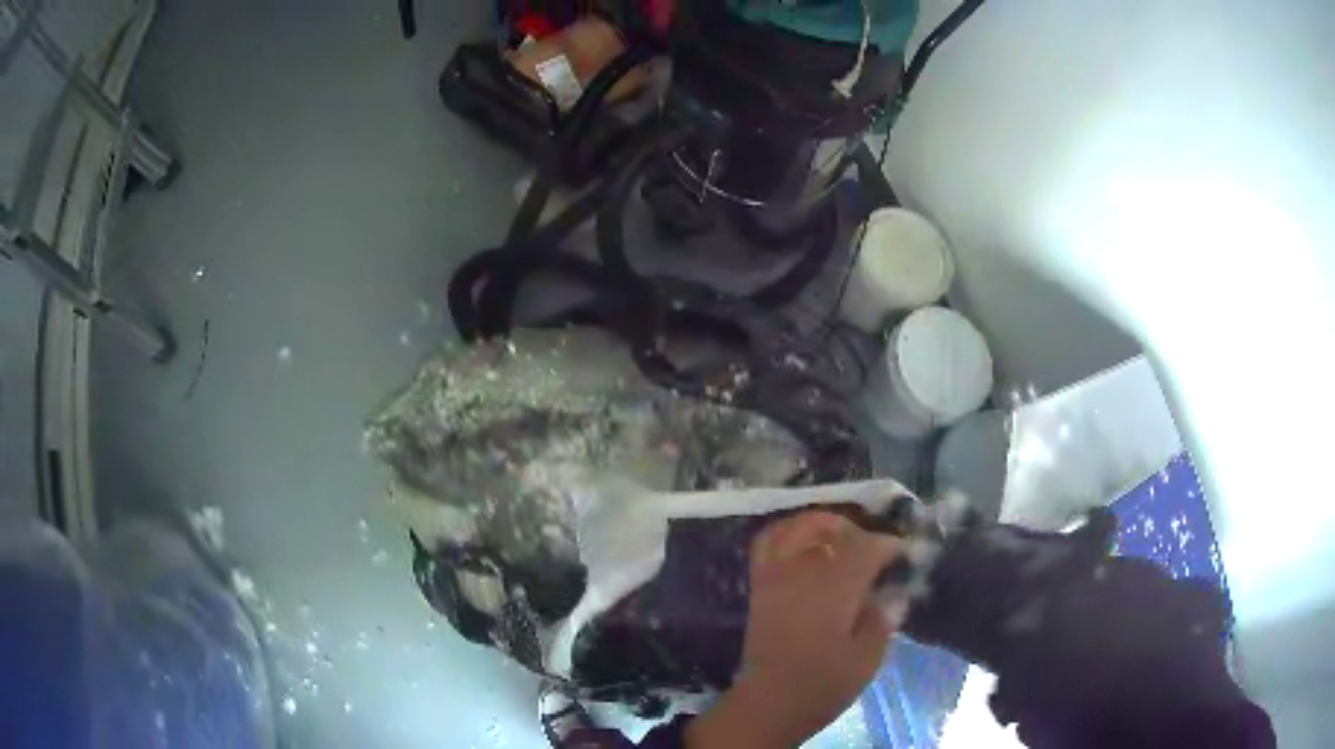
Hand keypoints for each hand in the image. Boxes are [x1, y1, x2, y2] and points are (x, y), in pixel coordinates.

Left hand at [687, 511, 903, 746]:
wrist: (769, 703)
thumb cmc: (823, 685)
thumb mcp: (867, 659)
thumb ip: (882, 619)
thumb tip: (891, 591)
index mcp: (835, 591)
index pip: (866, 548)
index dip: (888, 546)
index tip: (902, 555)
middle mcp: (803, 574)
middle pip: (831, 529)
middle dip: (858, 531)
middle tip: (875, 548)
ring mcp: (776, 576)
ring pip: (796, 527)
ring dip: (823, 524)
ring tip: (842, 538)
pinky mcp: (760, 586)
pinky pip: (767, 543)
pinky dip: (787, 531)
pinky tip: (804, 542)